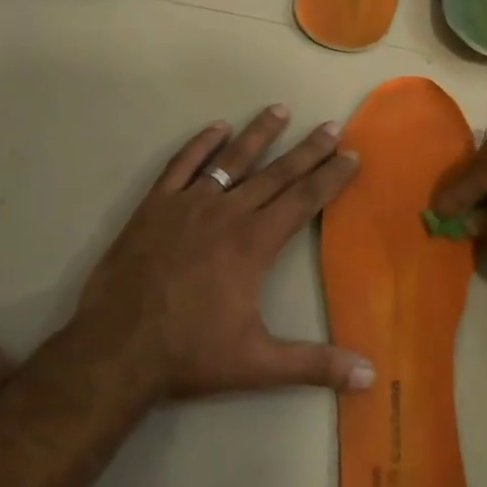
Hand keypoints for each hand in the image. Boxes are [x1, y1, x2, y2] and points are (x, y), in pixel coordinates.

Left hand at [75, 105, 374, 398]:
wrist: (117, 348)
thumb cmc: (190, 354)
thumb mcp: (258, 365)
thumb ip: (315, 364)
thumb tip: (370, 377)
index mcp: (253, 244)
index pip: (303, 200)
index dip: (330, 177)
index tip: (350, 155)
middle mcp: (225, 214)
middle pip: (275, 174)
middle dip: (306, 150)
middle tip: (330, 126)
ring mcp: (187, 205)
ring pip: (230, 161)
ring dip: (258, 135)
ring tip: (279, 110)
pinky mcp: (154, 207)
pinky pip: (181, 166)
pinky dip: (200, 145)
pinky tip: (217, 128)